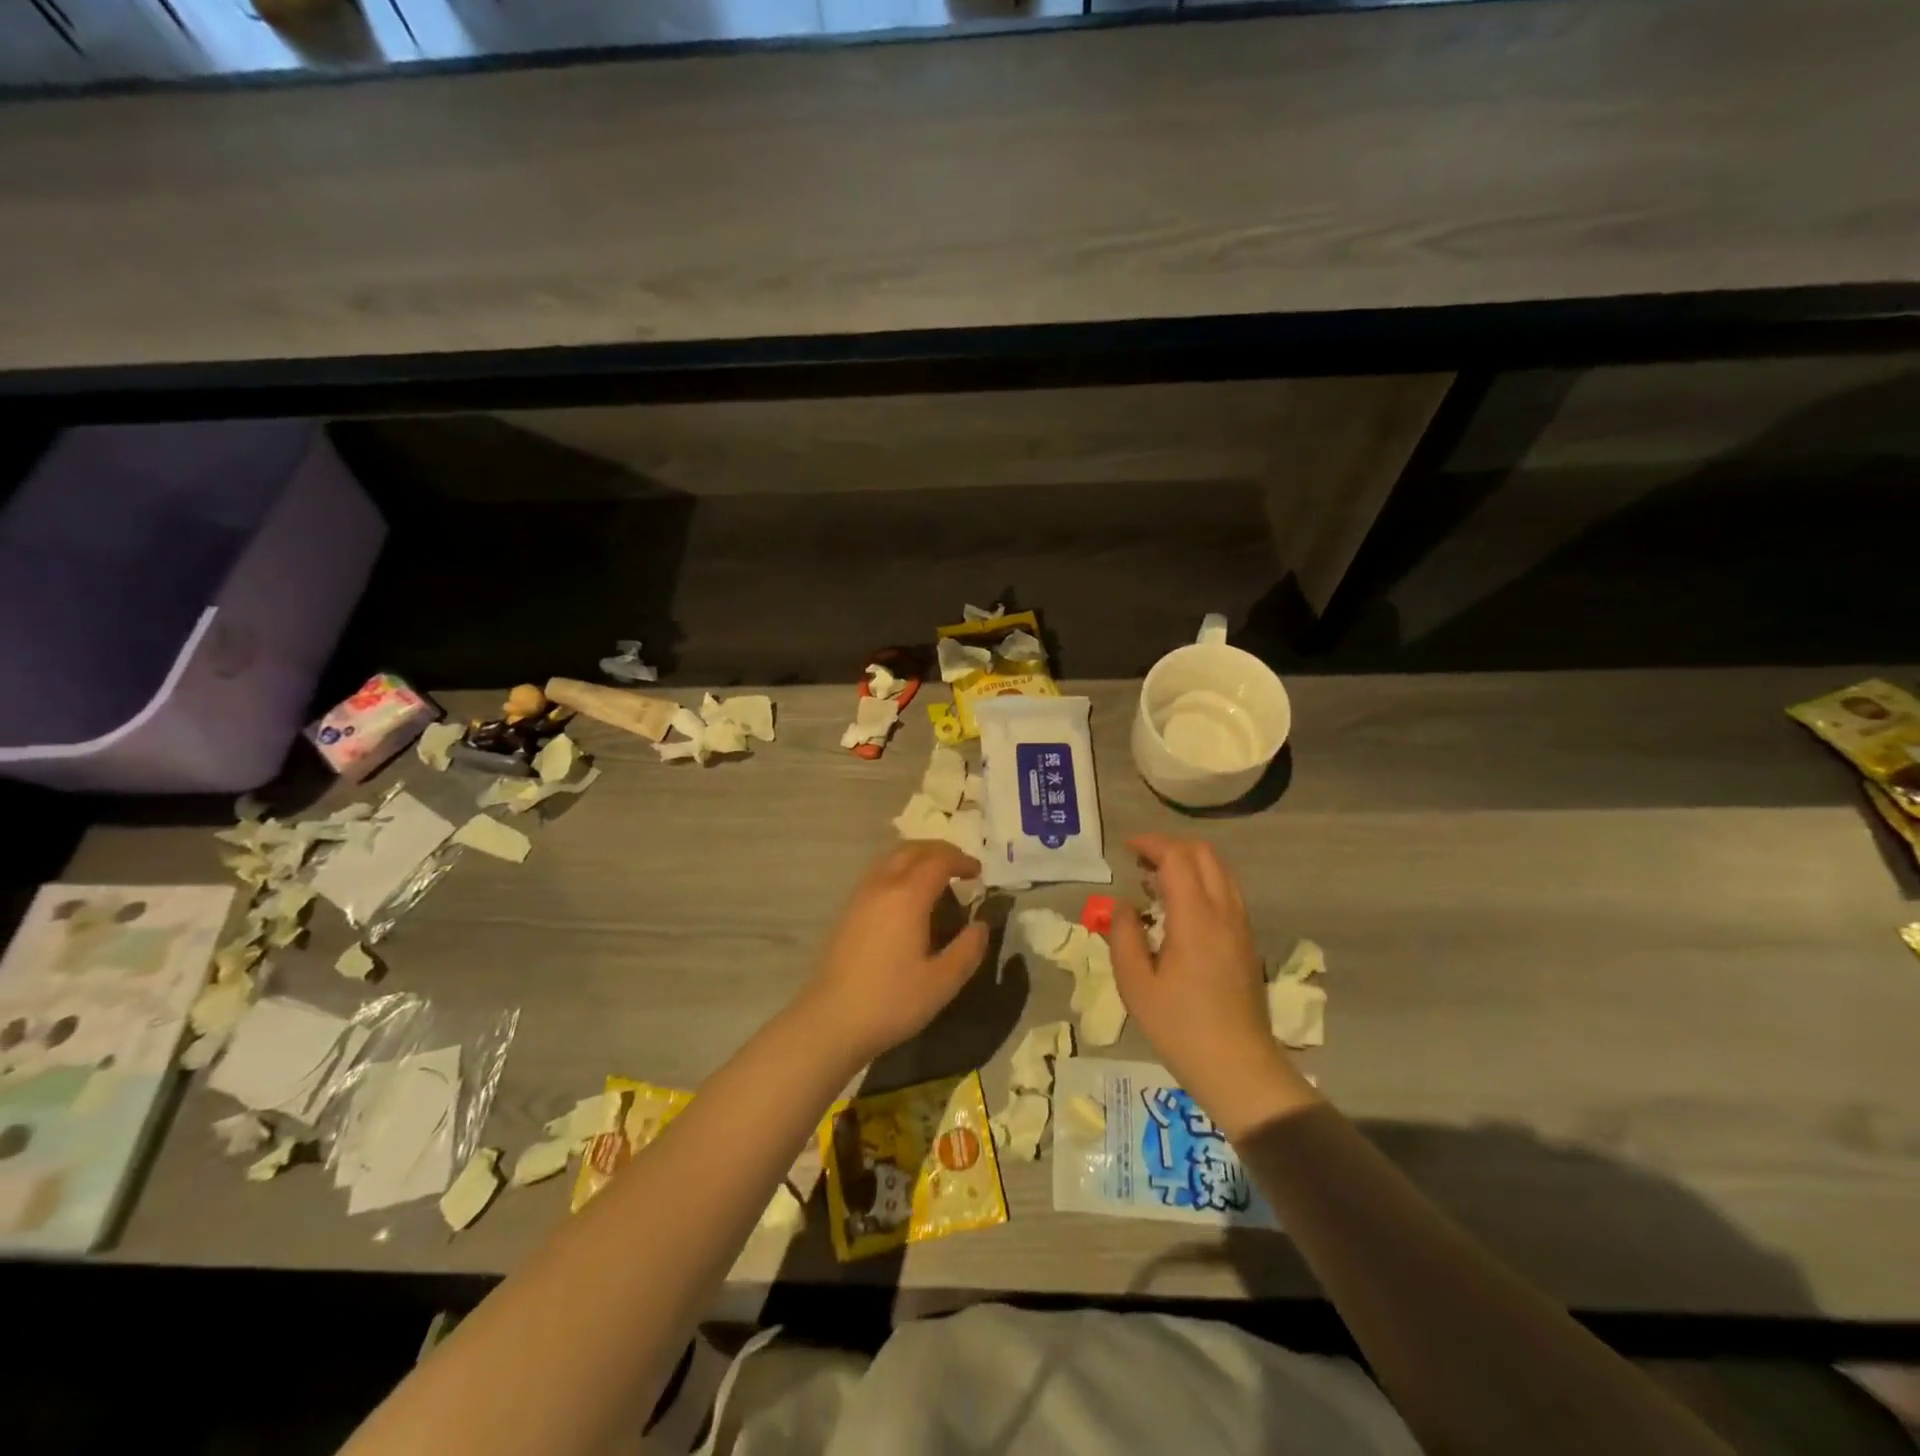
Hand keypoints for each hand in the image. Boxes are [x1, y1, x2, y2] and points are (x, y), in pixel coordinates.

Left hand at [796, 842, 989, 1064]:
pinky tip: (907, 898)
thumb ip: (968, 949)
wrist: (831, 1021)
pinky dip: (899, 871)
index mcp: (907, 896)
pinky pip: (878, 874)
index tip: (979, 874)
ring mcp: (860, 897)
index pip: (938, 861)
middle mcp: (881, 886)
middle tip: (960, 867)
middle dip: (939, 851)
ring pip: (891, 859)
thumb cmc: (891, 1001)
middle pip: (912, 850)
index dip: (962, 861)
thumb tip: (981, 925)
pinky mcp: (847, 911)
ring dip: (917, 858)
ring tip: (936, 878)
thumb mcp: (942, 982)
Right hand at [1109, 834, 1313, 1137]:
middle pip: (1204, 854)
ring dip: (1188, 863)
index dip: (1151, 844)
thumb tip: (1123, 905)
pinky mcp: (1247, 941)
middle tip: (1140, 862)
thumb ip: (1124, 936)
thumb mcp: (1135, 985)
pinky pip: (1227, 892)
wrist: (1239, 1068)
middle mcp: (1224, 912)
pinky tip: (1179, 909)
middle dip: (1170, 847)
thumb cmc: (1180, 1028)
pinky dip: (1202, 882)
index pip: (1178, 857)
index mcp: (1196, 918)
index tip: (1126, 849)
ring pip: (1220, 870)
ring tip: (1155, 882)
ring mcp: (1241, 926)